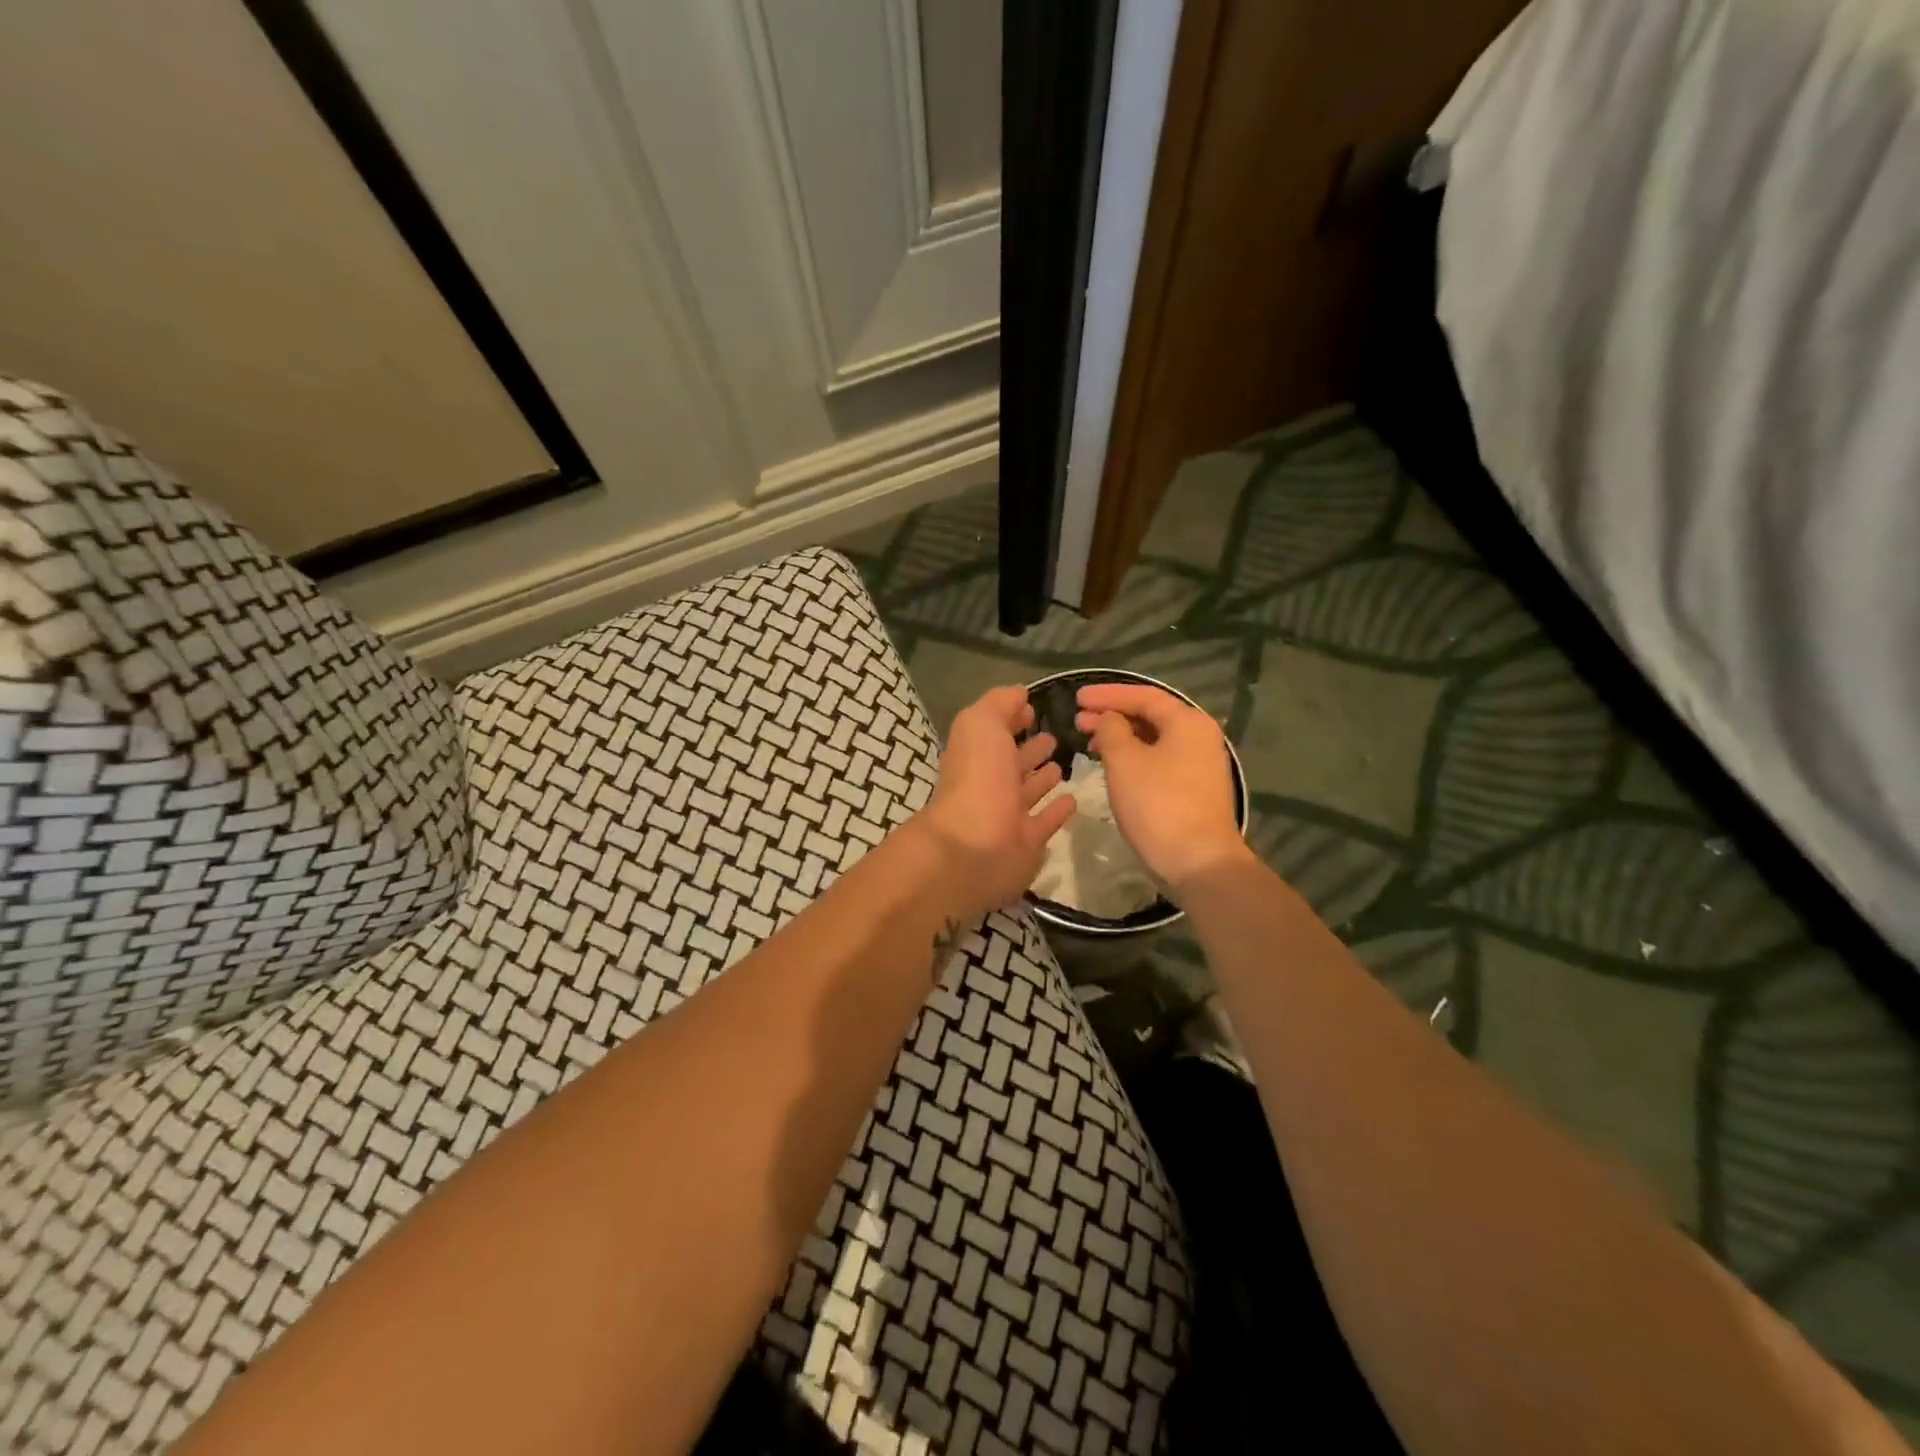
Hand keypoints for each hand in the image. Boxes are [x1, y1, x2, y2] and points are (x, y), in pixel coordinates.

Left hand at [915, 685, 1076, 922]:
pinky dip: (1057, 810)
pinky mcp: (1027, 842)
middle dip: (1030, 749)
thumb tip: (1020, 693)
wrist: (976, 845)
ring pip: (1028, 791)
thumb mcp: (982, 723)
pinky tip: (1073, 799)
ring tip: (1062, 764)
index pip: (994, 731)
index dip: (1011, 718)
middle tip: (1054, 737)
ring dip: (1042, 778)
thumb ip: (1000, 703)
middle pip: (1011, 762)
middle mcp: (989, 783)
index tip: (1033, 709)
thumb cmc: (979, 777)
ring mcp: (1008, 814)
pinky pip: (1045, 821)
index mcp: (976, 753)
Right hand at [1074, 683, 1249, 894]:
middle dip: (1112, 716)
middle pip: (1150, 716)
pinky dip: (1134, 757)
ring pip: (1154, 740)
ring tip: (1089, 743)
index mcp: (1188, 721)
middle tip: (1077, 721)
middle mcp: (1200, 736)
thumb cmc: (1158, 804)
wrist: (1198, 861)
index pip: (1143, 696)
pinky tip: (1113, 766)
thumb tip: (1110, 720)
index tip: (1077, 697)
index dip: (1107, 695)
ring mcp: (1200, 764)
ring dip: (1121, 737)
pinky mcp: (1195, 789)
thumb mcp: (1124, 761)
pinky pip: (1159, 760)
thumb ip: (1111, 730)